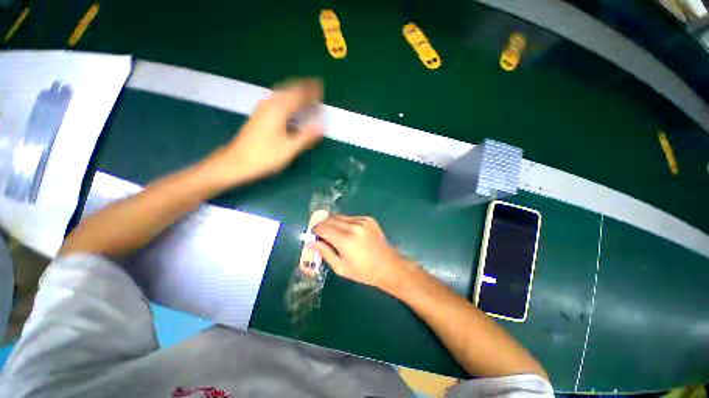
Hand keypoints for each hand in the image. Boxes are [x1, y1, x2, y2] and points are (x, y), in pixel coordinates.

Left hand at [208, 79, 323, 185]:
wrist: (237, 161)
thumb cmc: (265, 156)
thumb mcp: (289, 149)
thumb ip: (306, 136)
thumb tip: (322, 127)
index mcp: (279, 110)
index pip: (299, 95)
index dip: (311, 92)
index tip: (322, 90)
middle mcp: (270, 104)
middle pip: (289, 89)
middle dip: (304, 87)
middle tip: (317, 88)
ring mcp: (263, 108)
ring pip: (282, 93)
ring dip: (296, 91)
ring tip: (307, 94)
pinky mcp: (260, 114)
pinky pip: (278, 99)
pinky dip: (288, 97)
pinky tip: (291, 104)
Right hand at [312, 215, 410, 291]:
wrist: (388, 266)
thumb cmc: (363, 272)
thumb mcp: (340, 267)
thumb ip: (324, 252)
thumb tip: (312, 242)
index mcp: (345, 240)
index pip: (322, 227)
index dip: (315, 230)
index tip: (314, 236)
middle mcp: (353, 226)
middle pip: (329, 219)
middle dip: (323, 225)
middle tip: (322, 235)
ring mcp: (362, 220)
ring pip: (339, 216)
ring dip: (333, 223)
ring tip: (335, 234)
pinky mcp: (368, 219)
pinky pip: (350, 217)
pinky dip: (345, 223)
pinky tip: (348, 232)